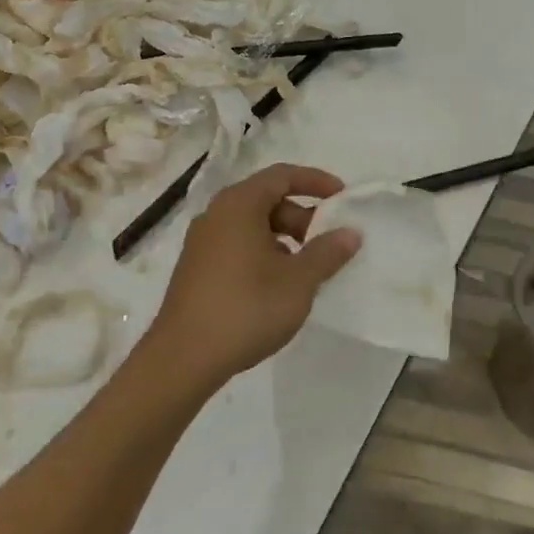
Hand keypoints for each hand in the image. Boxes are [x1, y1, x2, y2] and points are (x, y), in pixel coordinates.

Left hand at [143, 163, 361, 391]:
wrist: (183, 358)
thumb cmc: (246, 309)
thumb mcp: (298, 281)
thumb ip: (327, 252)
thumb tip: (350, 233)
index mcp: (239, 205)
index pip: (282, 175)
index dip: (316, 181)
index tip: (343, 197)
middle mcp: (216, 214)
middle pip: (267, 199)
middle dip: (302, 216)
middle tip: (327, 242)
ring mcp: (202, 242)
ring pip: (252, 224)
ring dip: (284, 237)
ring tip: (306, 268)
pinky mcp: (196, 268)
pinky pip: (237, 244)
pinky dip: (263, 252)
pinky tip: (277, 285)